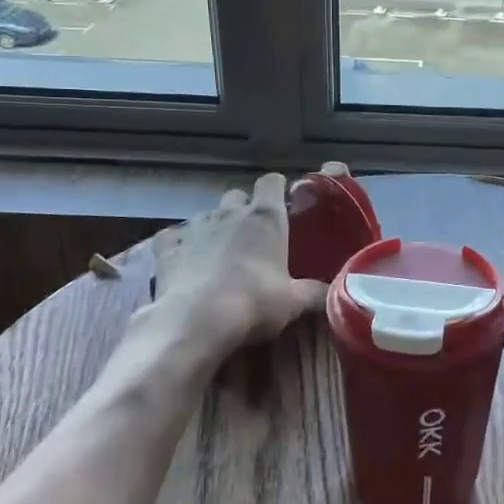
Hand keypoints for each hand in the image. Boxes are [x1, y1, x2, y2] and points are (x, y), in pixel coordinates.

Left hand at [120, 172, 328, 379]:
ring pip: (206, 215)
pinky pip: (171, 238)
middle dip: (243, 209)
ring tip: (220, 251)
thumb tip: (335, 293)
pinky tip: (183, 259)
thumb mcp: (294, 302)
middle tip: (252, 234)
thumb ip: (316, 293)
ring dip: (214, 227)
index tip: (282, 202)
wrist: (196, 322)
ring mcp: (195, 229)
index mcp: (265, 218)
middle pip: (237, 196)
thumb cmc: (254, 302)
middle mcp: (230, 213)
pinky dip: (177, 245)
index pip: (271, 182)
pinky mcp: (168, 250)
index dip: (276, 188)